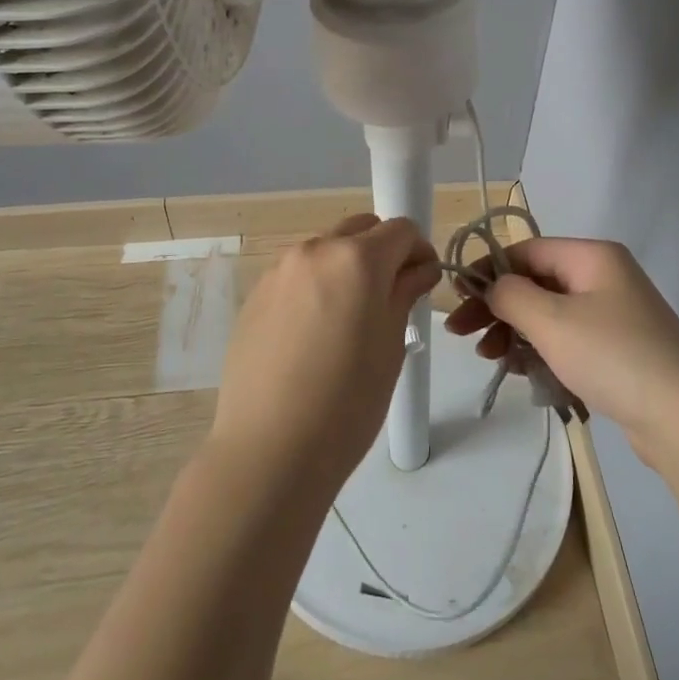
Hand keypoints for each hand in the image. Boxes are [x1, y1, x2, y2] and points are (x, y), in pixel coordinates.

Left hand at [209, 213, 439, 494]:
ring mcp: (279, 270)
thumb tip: (418, 270)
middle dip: (383, 252)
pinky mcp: (256, 295)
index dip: (419, 252)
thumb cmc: (348, 401)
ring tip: (350, 319)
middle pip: (361, 230)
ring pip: (326, 250)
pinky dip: (316, 287)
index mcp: (356, 258)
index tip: (423, 283)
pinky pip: (297, 275)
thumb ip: (405, 293)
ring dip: (347, 268)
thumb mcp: (391, 344)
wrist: (269, 450)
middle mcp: (315, 250)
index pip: (401, 229)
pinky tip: (315, 334)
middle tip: (391, 297)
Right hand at [445, 237, 678, 469]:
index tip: (456, 301)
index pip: (526, 250)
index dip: (488, 271)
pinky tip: (524, 373)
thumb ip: (511, 295)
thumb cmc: (613, 357)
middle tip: (462, 335)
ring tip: (492, 360)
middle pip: (535, 282)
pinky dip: (542, 351)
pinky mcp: (618, 349)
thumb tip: (493, 286)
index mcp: (592, 256)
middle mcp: (604, 277)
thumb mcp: (551, 321)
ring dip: (515, 332)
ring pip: (549, 314)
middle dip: (497, 307)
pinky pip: (567, 340)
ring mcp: (614, 314)